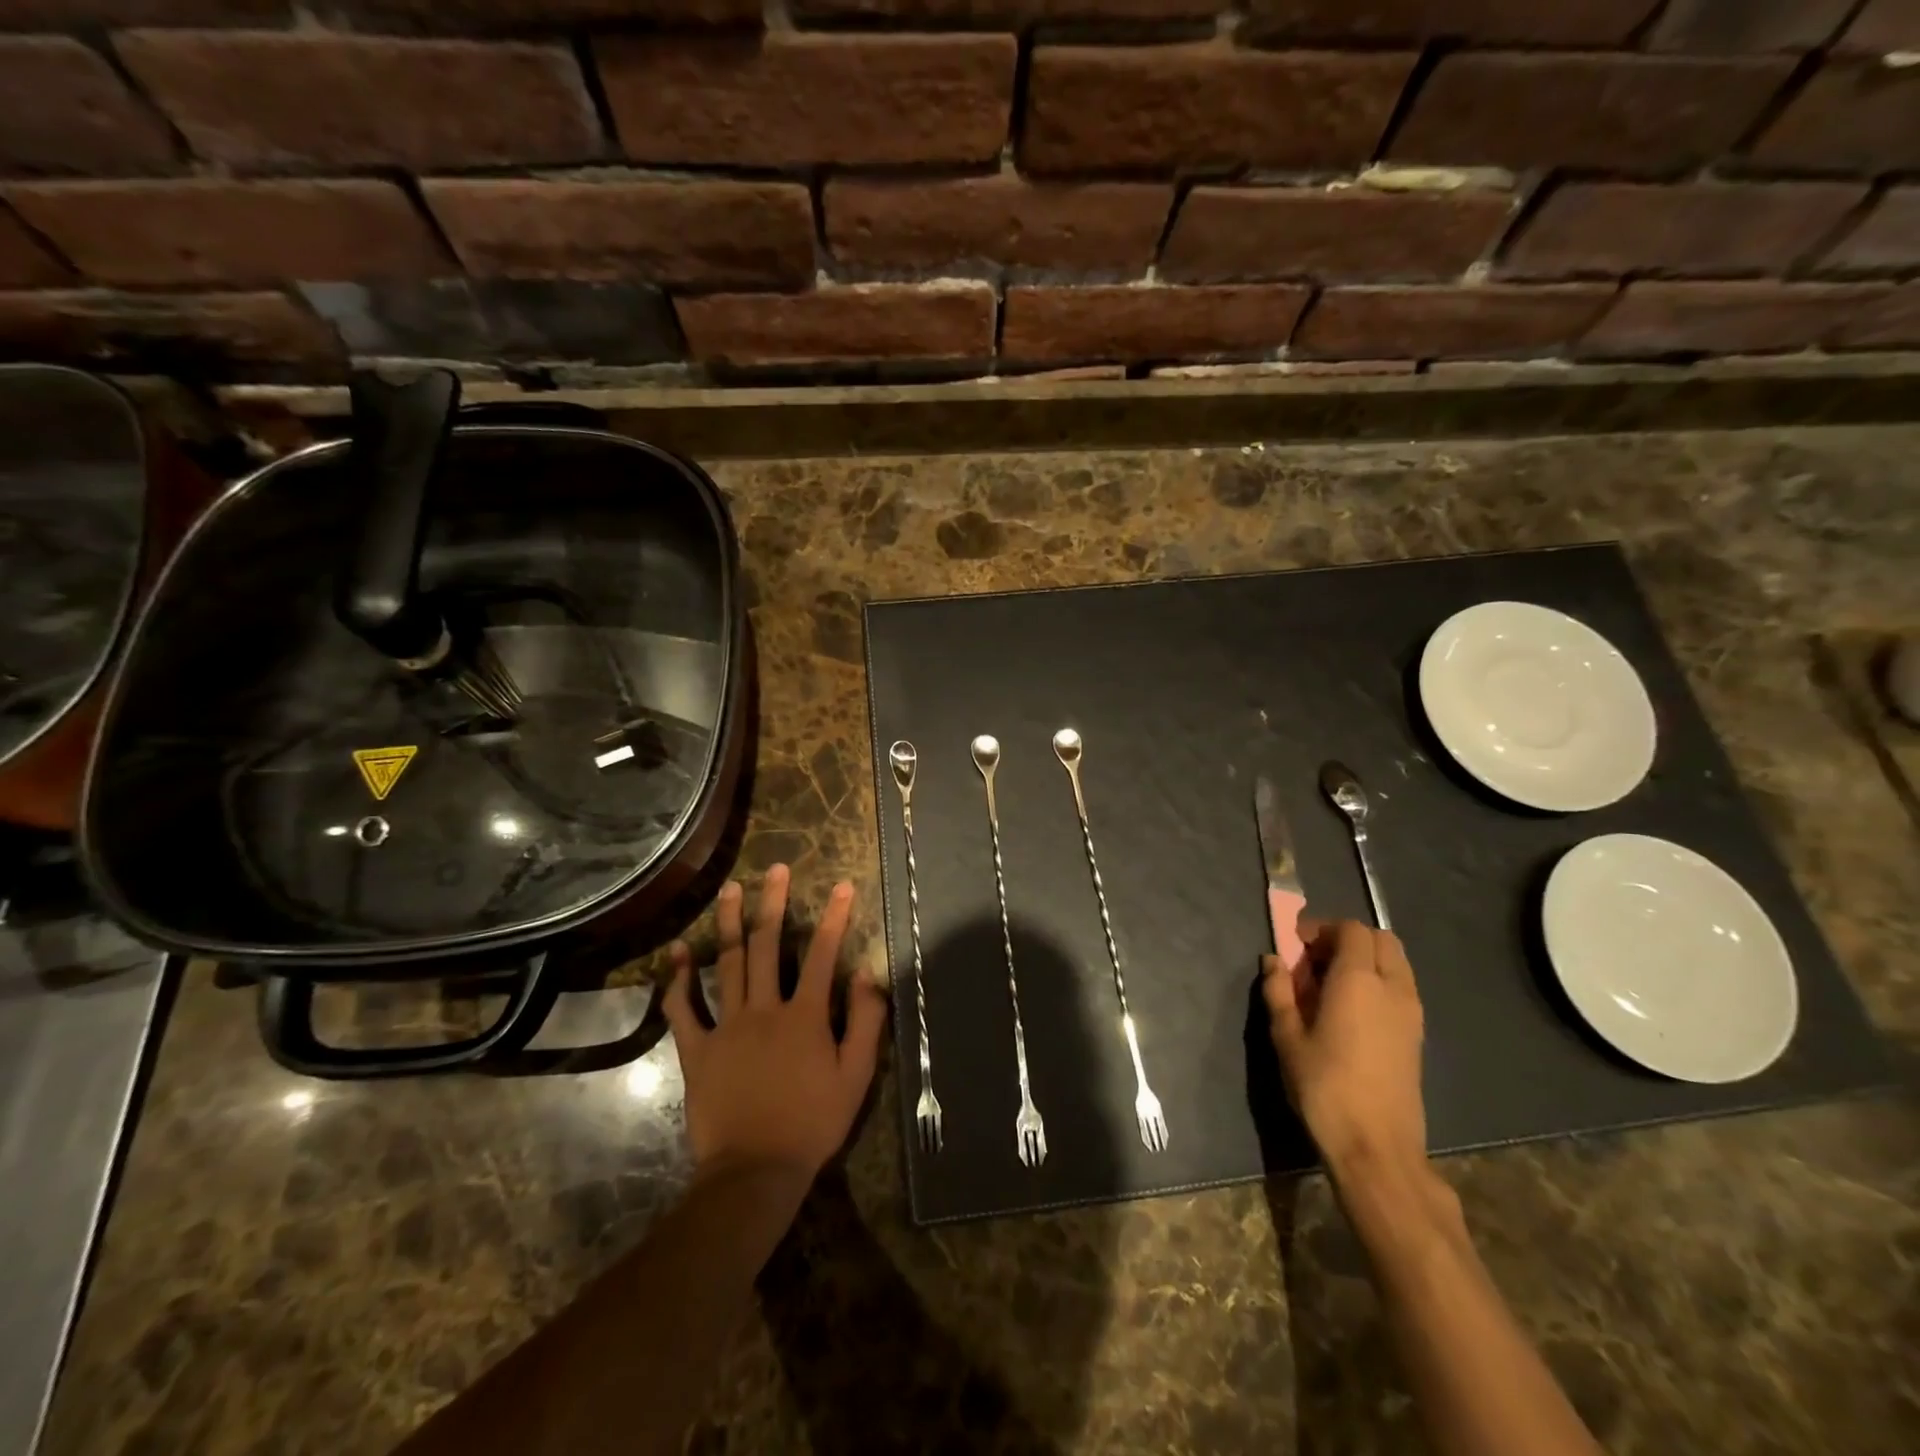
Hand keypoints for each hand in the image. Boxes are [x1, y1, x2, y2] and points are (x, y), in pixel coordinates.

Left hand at [662, 865, 885, 1182]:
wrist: (755, 1171)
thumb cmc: (813, 1123)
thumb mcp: (856, 1076)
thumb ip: (866, 1022)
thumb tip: (869, 974)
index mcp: (805, 1016)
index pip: (822, 954)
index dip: (833, 917)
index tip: (840, 885)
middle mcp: (764, 1009)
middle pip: (768, 946)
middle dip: (774, 903)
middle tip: (775, 869)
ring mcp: (727, 1027)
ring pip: (727, 964)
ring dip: (730, 924)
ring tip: (731, 890)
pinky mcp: (697, 1050)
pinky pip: (684, 1009)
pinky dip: (679, 980)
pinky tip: (678, 952)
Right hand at [1262, 919, 1426, 1182]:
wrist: (1377, 1147)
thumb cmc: (1324, 1087)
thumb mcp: (1287, 1037)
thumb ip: (1279, 992)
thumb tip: (1274, 961)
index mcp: (1358, 981)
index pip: (1351, 930)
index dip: (1322, 929)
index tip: (1296, 945)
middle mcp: (1392, 988)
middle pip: (1380, 939)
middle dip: (1347, 938)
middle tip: (1315, 959)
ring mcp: (1411, 1012)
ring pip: (1396, 962)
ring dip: (1366, 959)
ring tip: (1332, 984)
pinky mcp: (1417, 1035)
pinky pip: (1401, 987)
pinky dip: (1379, 981)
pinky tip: (1352, 1011)